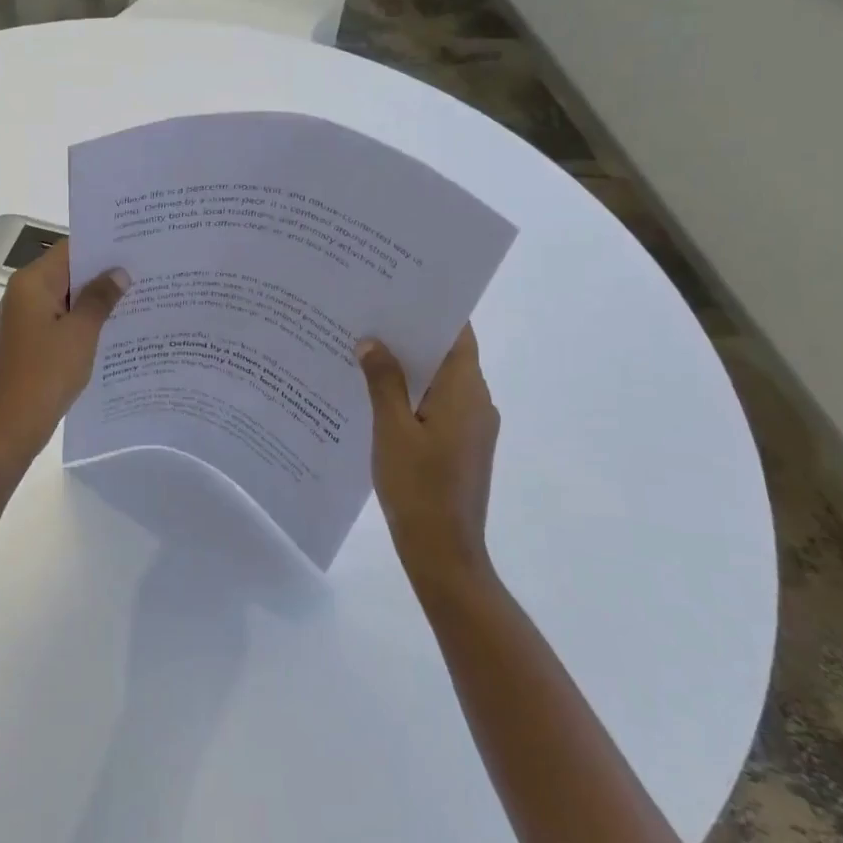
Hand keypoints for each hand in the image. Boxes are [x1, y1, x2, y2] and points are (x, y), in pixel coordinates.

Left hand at [0, 239, 128, 464]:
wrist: (13, 425)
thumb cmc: (47, 372)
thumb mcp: (81, 332)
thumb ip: (100, 298)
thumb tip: (119, 272)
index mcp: (32, 282)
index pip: (70, 249)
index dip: (102, 245)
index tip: (135, 244)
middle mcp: (24, 293)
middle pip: (68, 271)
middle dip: (103, 272)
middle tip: (144, 269)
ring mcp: (26, 318)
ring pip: (67, 297)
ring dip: (96, 298)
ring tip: (138, 295)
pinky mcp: (31, 340)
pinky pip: (62, 319)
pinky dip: (84, 319)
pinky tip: (114, 326)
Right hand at [357, 325, 499, 589]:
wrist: (443, 552)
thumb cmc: (418, 487)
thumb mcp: (391, 430)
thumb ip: (383, 381)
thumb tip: (372, 342)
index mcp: (466, 392)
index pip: (458, 334)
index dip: (433, 310)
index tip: (400, 290)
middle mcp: (477, 403)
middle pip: (447, 355)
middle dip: (411, 335)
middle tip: (370, 315)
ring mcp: (471, 427)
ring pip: (440, 381)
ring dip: (409, 366)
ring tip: (365, 348)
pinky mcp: (461, 446)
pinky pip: (437, 405)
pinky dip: (412, 393)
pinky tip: (375, 393)